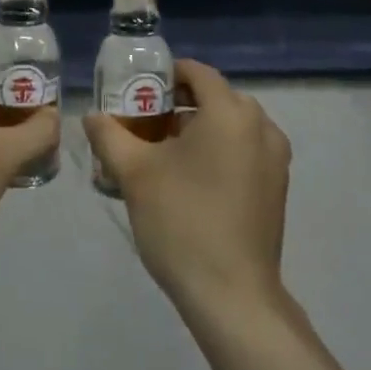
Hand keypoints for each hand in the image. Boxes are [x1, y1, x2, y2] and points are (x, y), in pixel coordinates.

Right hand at [84, 59, 290, 316]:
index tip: (137, 93)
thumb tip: (92, 115)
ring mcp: (275, 157)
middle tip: (144, 124)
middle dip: (179, 104)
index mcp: (230, 112)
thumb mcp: (134, 174)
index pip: (196, 72)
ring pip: (231, 124)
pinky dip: (220, 150)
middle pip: (215, 97)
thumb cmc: (182, 222)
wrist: (232, 297)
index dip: (164, 76)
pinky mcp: (278, 186)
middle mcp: (261, 125)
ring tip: (163, 154)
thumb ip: (109, 135)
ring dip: (199, 128)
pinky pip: (245, 149)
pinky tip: (191, 179)